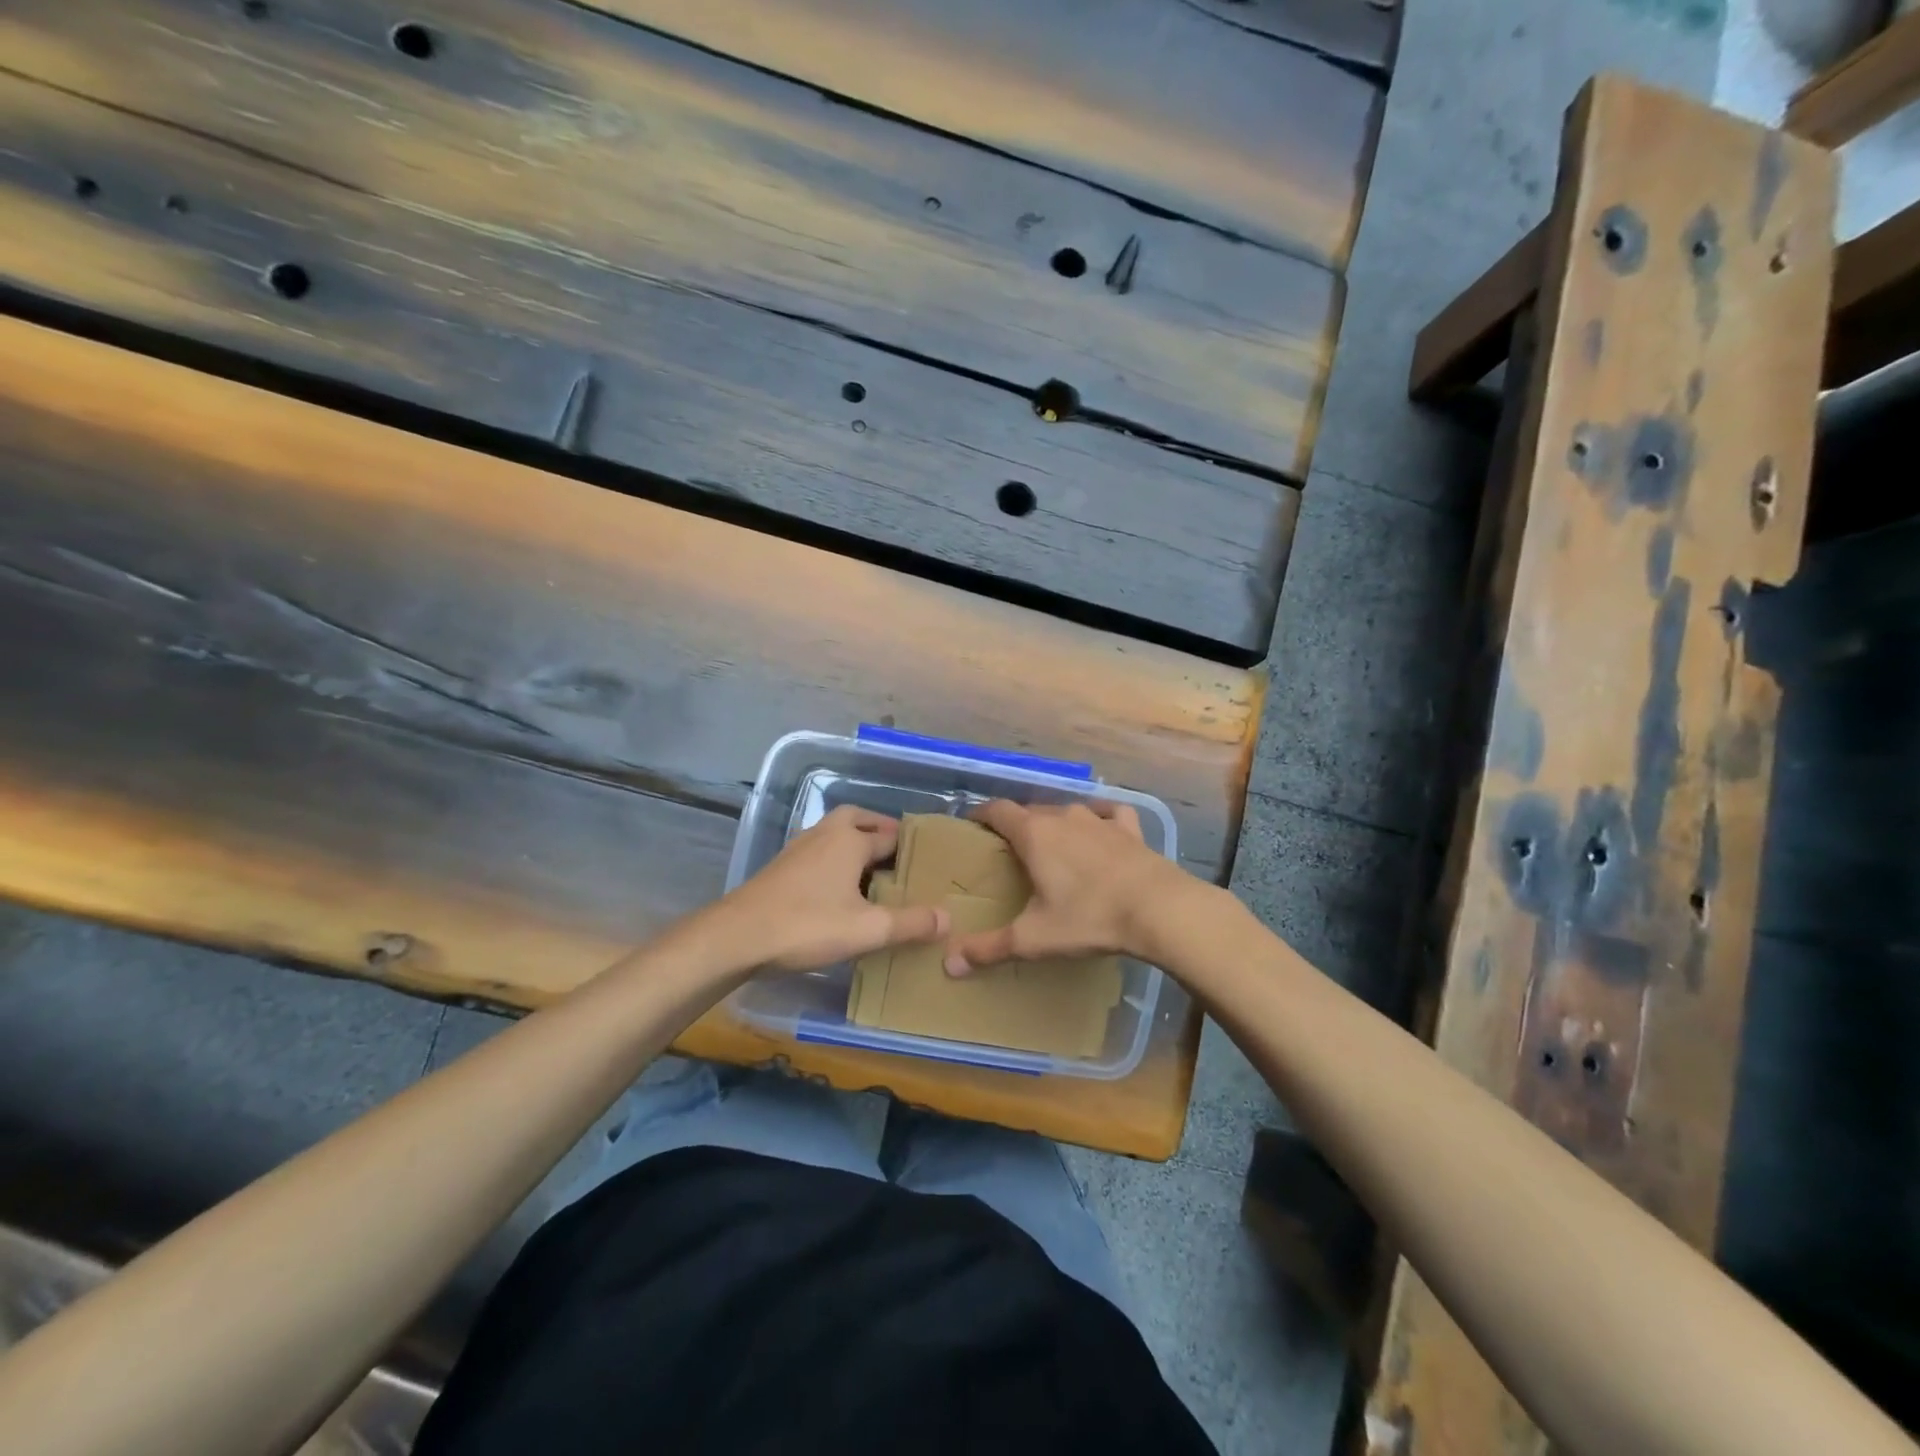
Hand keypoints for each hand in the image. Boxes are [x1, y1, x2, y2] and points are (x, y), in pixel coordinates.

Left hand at [710, 805, 948, 972]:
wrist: (738, 936)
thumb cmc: (807, 925)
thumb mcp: (867, 929)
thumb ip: (910, 923)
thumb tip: (948, 918)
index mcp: (850, 840)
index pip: (891, 835)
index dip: (910, 848)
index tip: (928, 862)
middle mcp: (826, 834)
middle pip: (858, 818)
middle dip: (878, 829)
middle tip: (896, 852)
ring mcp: (799, 847)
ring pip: (834, 832)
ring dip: (853, 841)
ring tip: (871, 869)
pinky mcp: (781, 866)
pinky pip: (818, 850)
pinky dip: (834, 857)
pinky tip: (837, 886)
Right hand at [943, 799, 1186, 975]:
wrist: (1159, 909)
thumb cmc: (1089, 918)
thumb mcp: (1034, 938)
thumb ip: (990, 948)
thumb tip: (948, 964)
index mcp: (1034, 834)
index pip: (998, 811)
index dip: (981, 815)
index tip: (971, 825)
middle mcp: (1063, 817)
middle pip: (1030, 811)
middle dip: (1016, 825)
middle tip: (1008, 850)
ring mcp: (1099, 820)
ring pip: (1067, 812)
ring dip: (1054, 824)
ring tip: (1050, 845)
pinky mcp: (1130, 829)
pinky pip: (1109, 813)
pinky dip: (1099, 818)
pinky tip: (1100, 828)